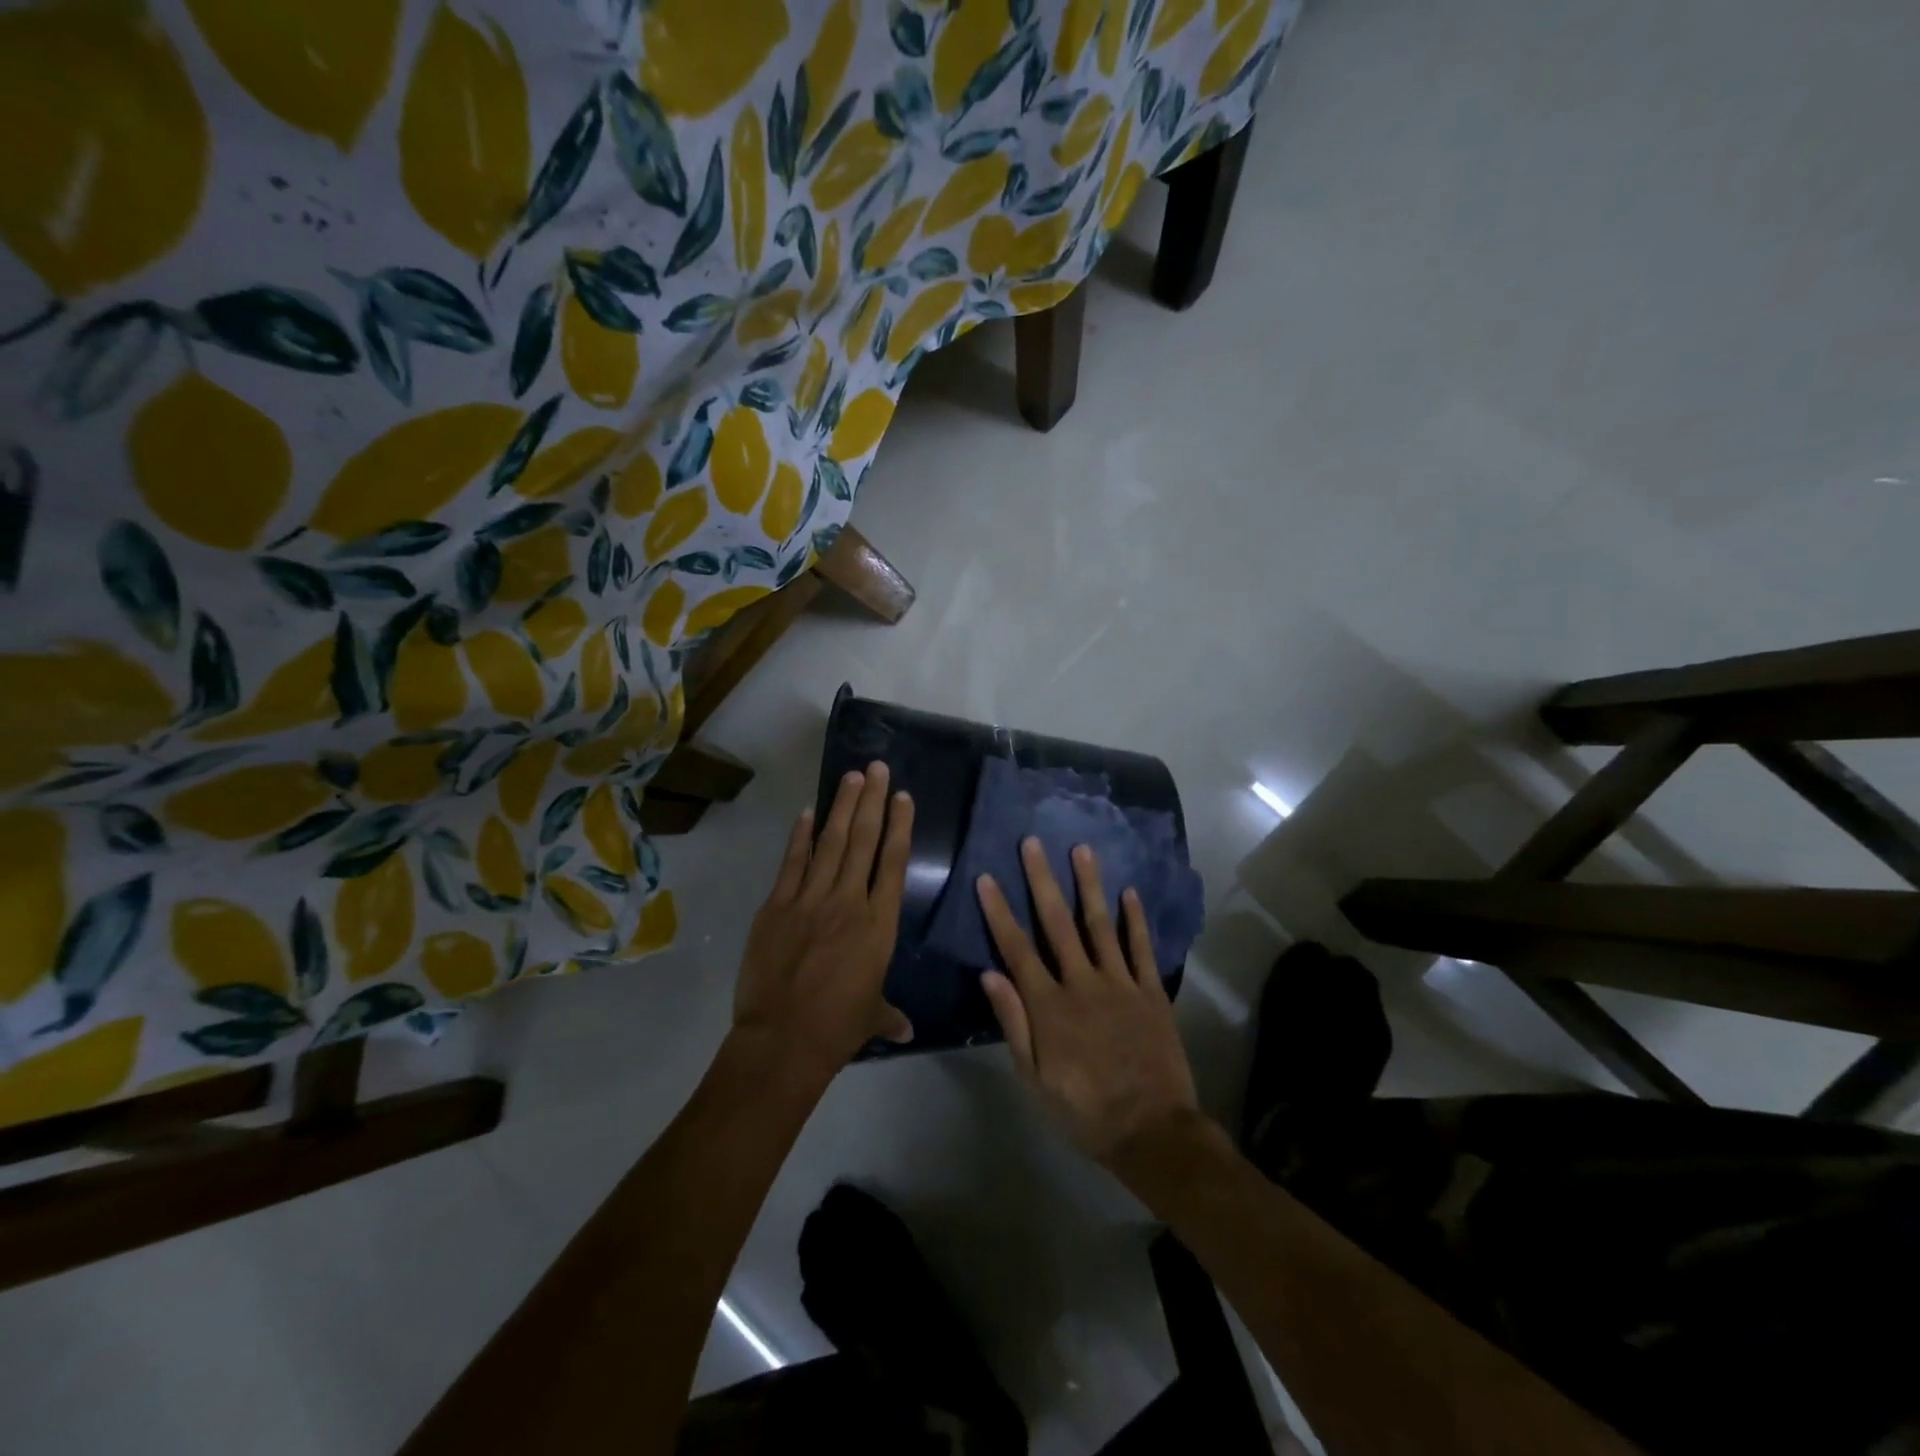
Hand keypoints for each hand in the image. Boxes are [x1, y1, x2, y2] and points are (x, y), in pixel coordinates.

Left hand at [733, 762, 914, 1080]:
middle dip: (872, 801)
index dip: (899, 826)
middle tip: (876, 767)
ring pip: (830, 843)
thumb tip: (907, 1030)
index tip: (902, 797)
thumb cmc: (837, 1028)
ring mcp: (810, 900)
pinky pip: (792, 864)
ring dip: (842, 807)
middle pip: (863, 841)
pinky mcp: (777, 906)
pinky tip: (808, 812)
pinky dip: (800, 837)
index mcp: (879, 925)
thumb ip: (890, 1014)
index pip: (894, 863)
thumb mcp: (872, 1017)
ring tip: (851, 777)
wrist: (783, 1040)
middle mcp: (850, 902)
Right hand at [977, 839, 1199, 1163]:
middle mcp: (1083, 983)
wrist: (1152, 1131)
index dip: (999, 912)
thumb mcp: (1035, 1079)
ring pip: (1100, 924)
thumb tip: (990, 975)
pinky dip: (1136, 920)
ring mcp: (1120, 984)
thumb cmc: (1084, 1110)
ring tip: (1081, 849)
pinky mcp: (1151, 992)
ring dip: (1089, 885)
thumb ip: (1014, 1024)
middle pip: (1057, 923)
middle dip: (1042, 881)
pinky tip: (1130, 892)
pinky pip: (1141, 949)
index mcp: (1049, 1006)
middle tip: (1032, 843)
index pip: (1017, 949)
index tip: (987, 879)